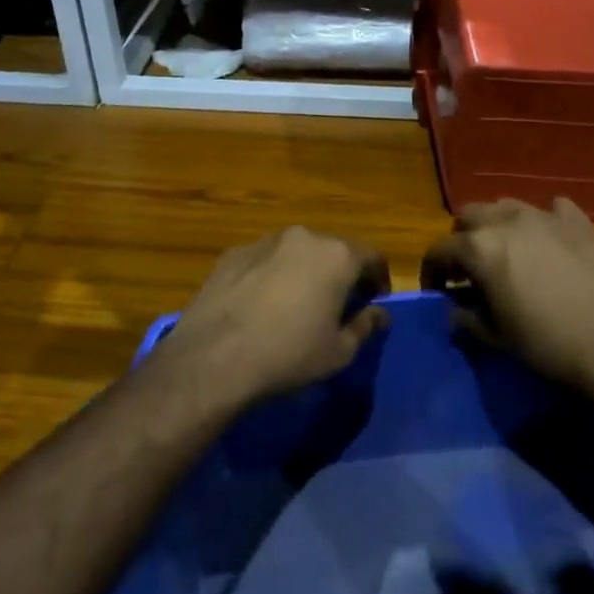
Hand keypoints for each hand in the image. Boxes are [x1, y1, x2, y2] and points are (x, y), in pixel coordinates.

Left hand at [161, 226, 391, 404]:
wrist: (214, 357)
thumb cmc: (289, 354)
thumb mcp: (339, 352)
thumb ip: (365, 326)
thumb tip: (379, 313)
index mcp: (337, 255)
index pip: (373, 257)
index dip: (379, 279)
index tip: (375, 301)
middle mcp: (303, 237)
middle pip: (334, 250)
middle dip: (341, 273)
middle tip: (338, 304)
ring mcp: (265, 241)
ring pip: (297, 252)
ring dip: (305, 271)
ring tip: (297, 305)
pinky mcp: (233, 253)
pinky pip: (265, 260)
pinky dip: (272, 275)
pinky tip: (262, 305)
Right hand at [420, 198, 593, 390]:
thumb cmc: (548, 344)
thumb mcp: (497, 337)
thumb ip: (468, 317)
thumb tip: (455, 310)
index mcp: (479, 248)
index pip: (439, 249)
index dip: (431, 269)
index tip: (436, 289)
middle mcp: (507, 220)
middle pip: (469, 215)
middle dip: (462, 239)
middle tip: (469, 268)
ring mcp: (545, 215)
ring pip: (507, 205)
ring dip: (498, 225)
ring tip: (507, 251)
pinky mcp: (579, 221)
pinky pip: (552, 208)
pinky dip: (543, 222)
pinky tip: (550, 242)